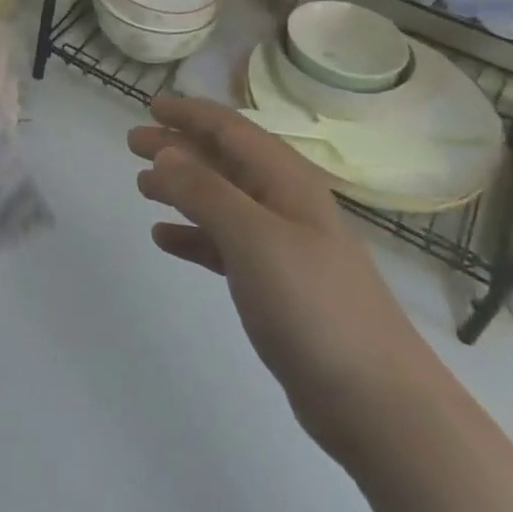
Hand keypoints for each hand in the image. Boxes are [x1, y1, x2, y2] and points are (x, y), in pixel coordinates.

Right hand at [130, 96, 445, 464]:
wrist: (379, 406)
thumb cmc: (313, 305)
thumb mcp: (253, 237)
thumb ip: (204, 191)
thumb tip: (165, 152)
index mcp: (286, 181)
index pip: (231, 129)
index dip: (190, 113)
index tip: (151, 105)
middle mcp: (284, 204)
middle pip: (223, 161)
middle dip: (178, 147)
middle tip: (133, 142)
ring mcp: (282, 247)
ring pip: (221, 201)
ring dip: (181, 189)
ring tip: (141, 187)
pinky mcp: (276, 287)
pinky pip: (224, 245)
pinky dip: (193, 236)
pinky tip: (164, 239)